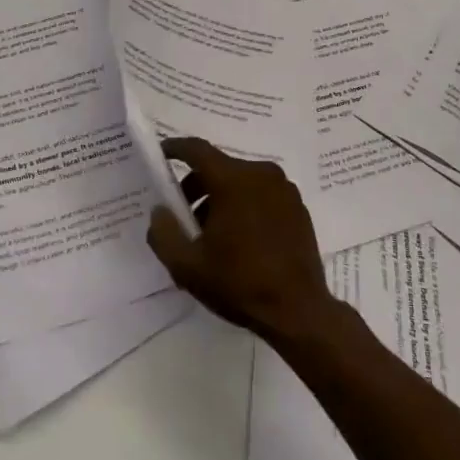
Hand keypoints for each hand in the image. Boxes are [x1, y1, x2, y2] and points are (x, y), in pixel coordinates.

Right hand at [145, 138, 335, 345]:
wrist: (299, 311)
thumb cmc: (240, 283)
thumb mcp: (188, 266)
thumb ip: (164, 234)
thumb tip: (160, 211)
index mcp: (233, 180)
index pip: (197, 149)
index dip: (175, 148)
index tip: (161, 154)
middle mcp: (260, 173)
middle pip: (219, 168)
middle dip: (197, 186)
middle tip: (183, 216)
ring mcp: (284, 189)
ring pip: (241, 182)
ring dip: (221, 199)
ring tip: (211, 235)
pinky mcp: (298, 207)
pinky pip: (262, 194)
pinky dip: (245, 206)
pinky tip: (241, 240)